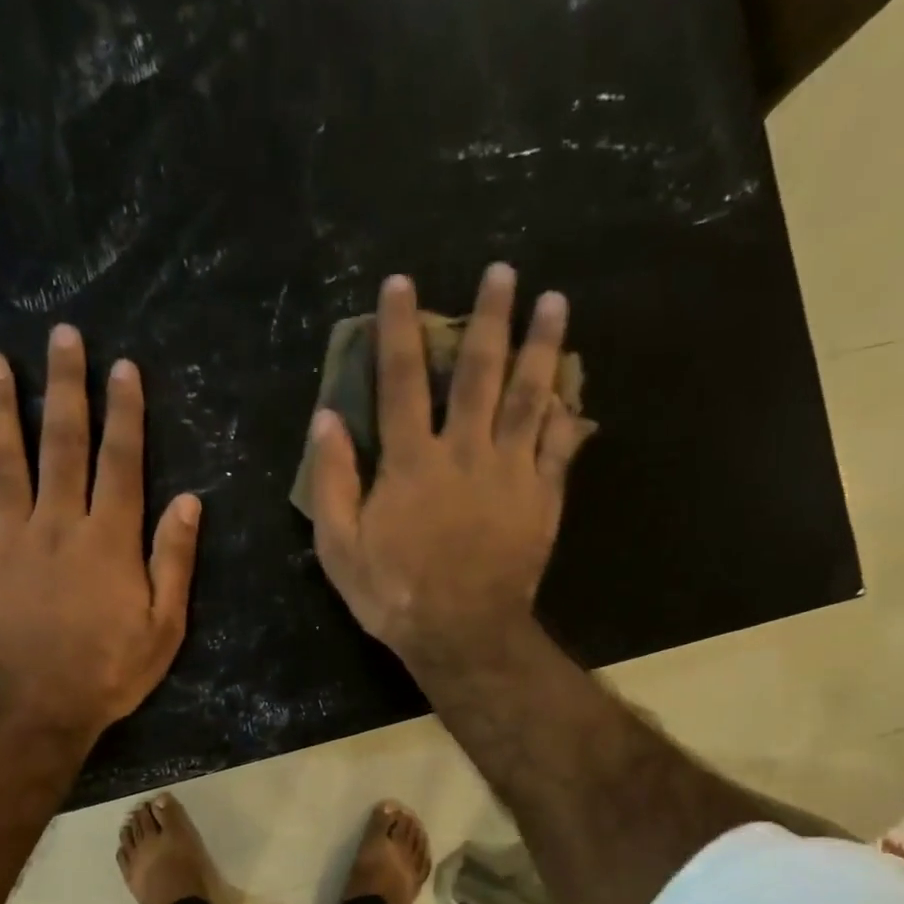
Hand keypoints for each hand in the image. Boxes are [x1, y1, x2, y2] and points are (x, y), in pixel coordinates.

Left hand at [0, 326, 200, 741]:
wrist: (35, 707)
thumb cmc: (109, 671)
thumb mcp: (164, 626)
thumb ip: (174, 561)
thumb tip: (189, 502)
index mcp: (109, 539)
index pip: (121, 462)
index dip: (124, 413)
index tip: (122, 368)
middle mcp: (57, 524)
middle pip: (62, 444)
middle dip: (65, 387)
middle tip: (62, 336)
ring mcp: (7, 539)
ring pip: (3, 461)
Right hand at [305, 265, 591, 669]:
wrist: (461, 632)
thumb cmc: (394, 594)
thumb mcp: (340, 547)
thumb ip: (333, 481)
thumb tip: (325, 419)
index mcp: (410, 462)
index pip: (400, 381)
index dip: (400, 329)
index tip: (403, 283)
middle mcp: (464, 451)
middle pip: (479, 372)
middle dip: (489, 317)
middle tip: (503, 271)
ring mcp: (510, 471)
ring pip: (530, 396)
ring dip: (543, 346)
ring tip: (556, 302)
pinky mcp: (542, 497)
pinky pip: (561, 446)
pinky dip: (571, 416)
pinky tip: (578, 392)